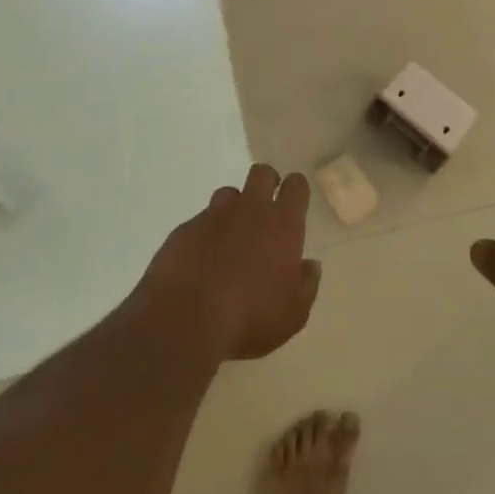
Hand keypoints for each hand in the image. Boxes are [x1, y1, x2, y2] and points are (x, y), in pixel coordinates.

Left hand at [142, 164, 320, 361]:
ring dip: (234, 208)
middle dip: (267, 182)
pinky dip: (206, 234)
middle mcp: (249, 210)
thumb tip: (310, 266)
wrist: (185, 320)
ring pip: (228, 194)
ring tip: (232, 236)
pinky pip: (200, 221)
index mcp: (282, 225)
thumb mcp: (293, 314)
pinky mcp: (184, 230)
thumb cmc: (250, 318)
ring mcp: (213, 216)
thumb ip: (306, 285)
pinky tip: (202, 260)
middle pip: (261, 173)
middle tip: (266, 208)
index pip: (295, 186)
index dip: (296, 188)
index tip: (295, 200)